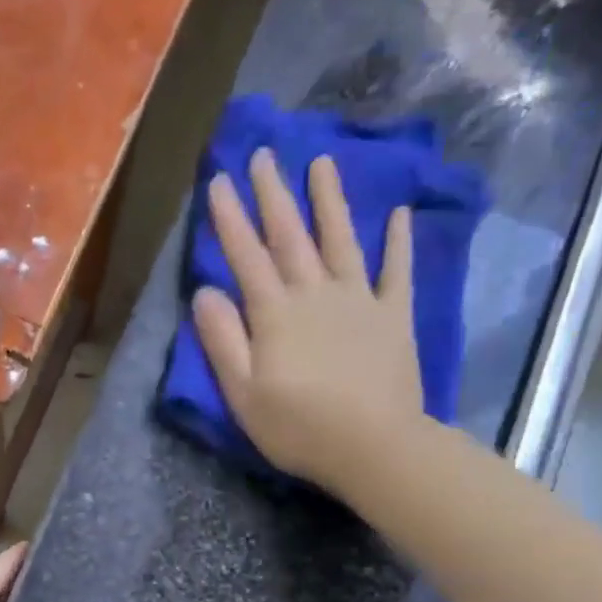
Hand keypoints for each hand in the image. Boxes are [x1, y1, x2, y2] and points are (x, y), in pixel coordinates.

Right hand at [192, 149, 425, 493]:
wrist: (375, 447)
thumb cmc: (298, 427)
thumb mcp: (243, 392)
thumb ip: (223, 340)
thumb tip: (205, 292)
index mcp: (274, 314)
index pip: (246, 256)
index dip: (231, 218)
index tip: (220, 179)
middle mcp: (315, 294)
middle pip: (291, 236)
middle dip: (274, 194)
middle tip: (264, 155)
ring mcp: (359, 301)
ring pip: (341, 240)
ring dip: (329, 201)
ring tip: (323, 163)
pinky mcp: (393, 316)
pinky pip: (396, 271)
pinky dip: (397, 242)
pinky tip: (397, 214)